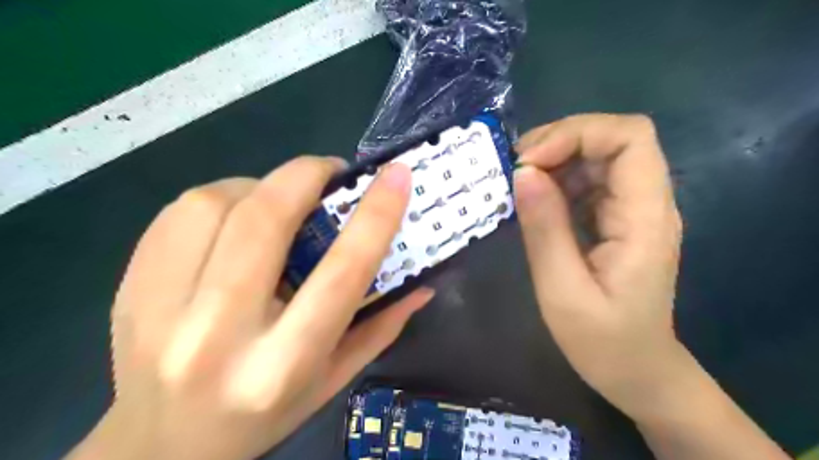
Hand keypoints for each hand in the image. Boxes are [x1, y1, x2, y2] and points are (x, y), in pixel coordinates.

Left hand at [70, 157, 434, 459]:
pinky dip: (220, 198)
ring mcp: (160, 309)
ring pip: (215, 204)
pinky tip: (236, 217)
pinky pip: (178, 212)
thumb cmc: (265, 415)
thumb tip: (423, 283)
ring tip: (280, 199)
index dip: (375, 215)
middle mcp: (218, 334)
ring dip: (260, 186)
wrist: (162, 447)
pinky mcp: (128, 288)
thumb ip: (381, 327)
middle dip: (307, 176)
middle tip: (331, 172)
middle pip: (266, 221)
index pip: (341, 272)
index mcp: (282, 364)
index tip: (396, 175)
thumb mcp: (334, 379)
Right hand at [513, 113, 682, 418]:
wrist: (637, 371)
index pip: (630, 138)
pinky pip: (589, 180)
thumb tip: (523, 173)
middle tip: (515, 168)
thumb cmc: (603, 342)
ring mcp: (633, 209)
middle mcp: (647, 203)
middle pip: (614, 138)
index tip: (531, 162)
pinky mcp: (617, 218)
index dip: (577, 134)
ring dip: (555, 158)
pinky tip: (534, 198)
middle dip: (560, 141)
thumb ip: (544, 229)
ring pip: (599, 155)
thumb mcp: (562, 290)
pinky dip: (557, 178)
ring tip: (518, 181)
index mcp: (645, 218)